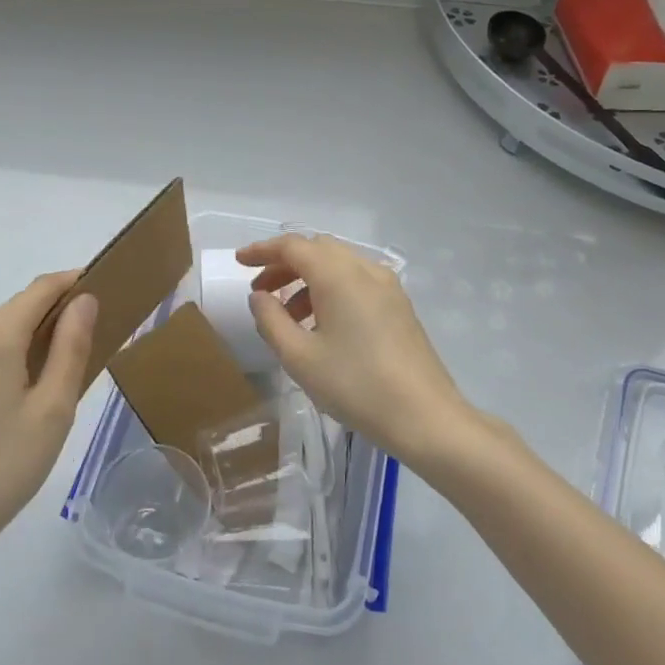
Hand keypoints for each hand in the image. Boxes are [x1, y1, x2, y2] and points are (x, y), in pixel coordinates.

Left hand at [0, 272, 97, 561]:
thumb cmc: (4, 467)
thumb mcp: (53, 409)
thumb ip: (71, 346)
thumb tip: (84, 300)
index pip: (40, 289)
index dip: (73, 281)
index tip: (105, 286)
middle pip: (17, 308)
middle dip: (54, 311)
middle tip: (92, 333)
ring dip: (31, 333)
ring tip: (62, 364)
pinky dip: (8, 352)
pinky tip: (23, 386)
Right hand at [237, 234, 471, 465]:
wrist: (425, 417)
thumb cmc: (356, 386)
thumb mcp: (299, 357)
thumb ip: (271, 320)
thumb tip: (260, 296)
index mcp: (339, 275)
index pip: (293, 246)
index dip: (263, 251)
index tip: (239, 262)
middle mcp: (365, 270)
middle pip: (317, 250)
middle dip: (284, 265)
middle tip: (261, 292)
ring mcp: (387, 286)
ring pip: (338, 265)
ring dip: (307, 279)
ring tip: (287, 316)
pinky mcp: (399, 306)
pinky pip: (356, 282)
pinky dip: (330, 290)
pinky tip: (321, 325)